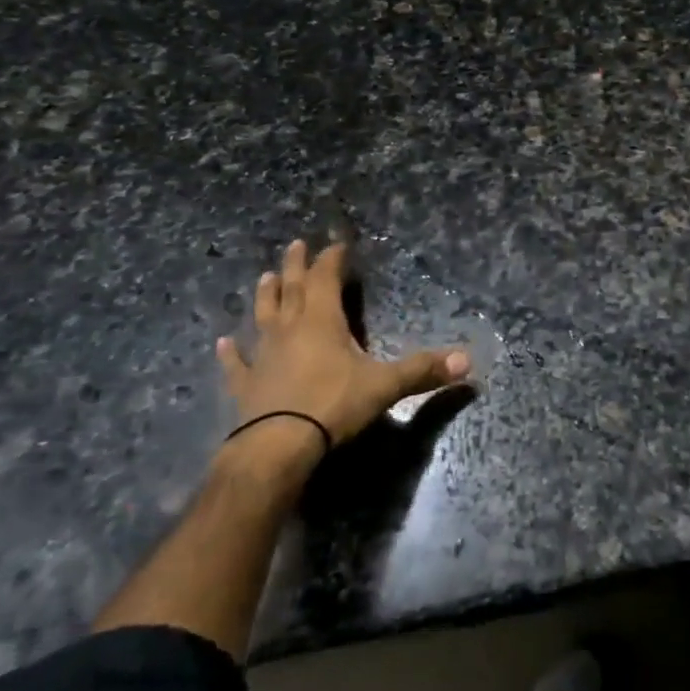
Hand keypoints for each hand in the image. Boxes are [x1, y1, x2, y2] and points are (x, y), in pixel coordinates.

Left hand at [215, 239, 470, 456]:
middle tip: (295, 244)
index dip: (332, 260)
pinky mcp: (246, 384)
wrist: (277, 446)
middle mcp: (290, 329)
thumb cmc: (332, 405)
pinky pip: (236, 364)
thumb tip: (468, 360)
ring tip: (264, 276)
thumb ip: (423, 370)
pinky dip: (229, 353)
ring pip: (263, 317)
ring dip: (265, 296)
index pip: (326, 279)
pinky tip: (220, 343)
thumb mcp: (385, 386)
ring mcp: (263, 356)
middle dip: (295, 265)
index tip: (337, 245)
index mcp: (322, 321)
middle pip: (292, 289)